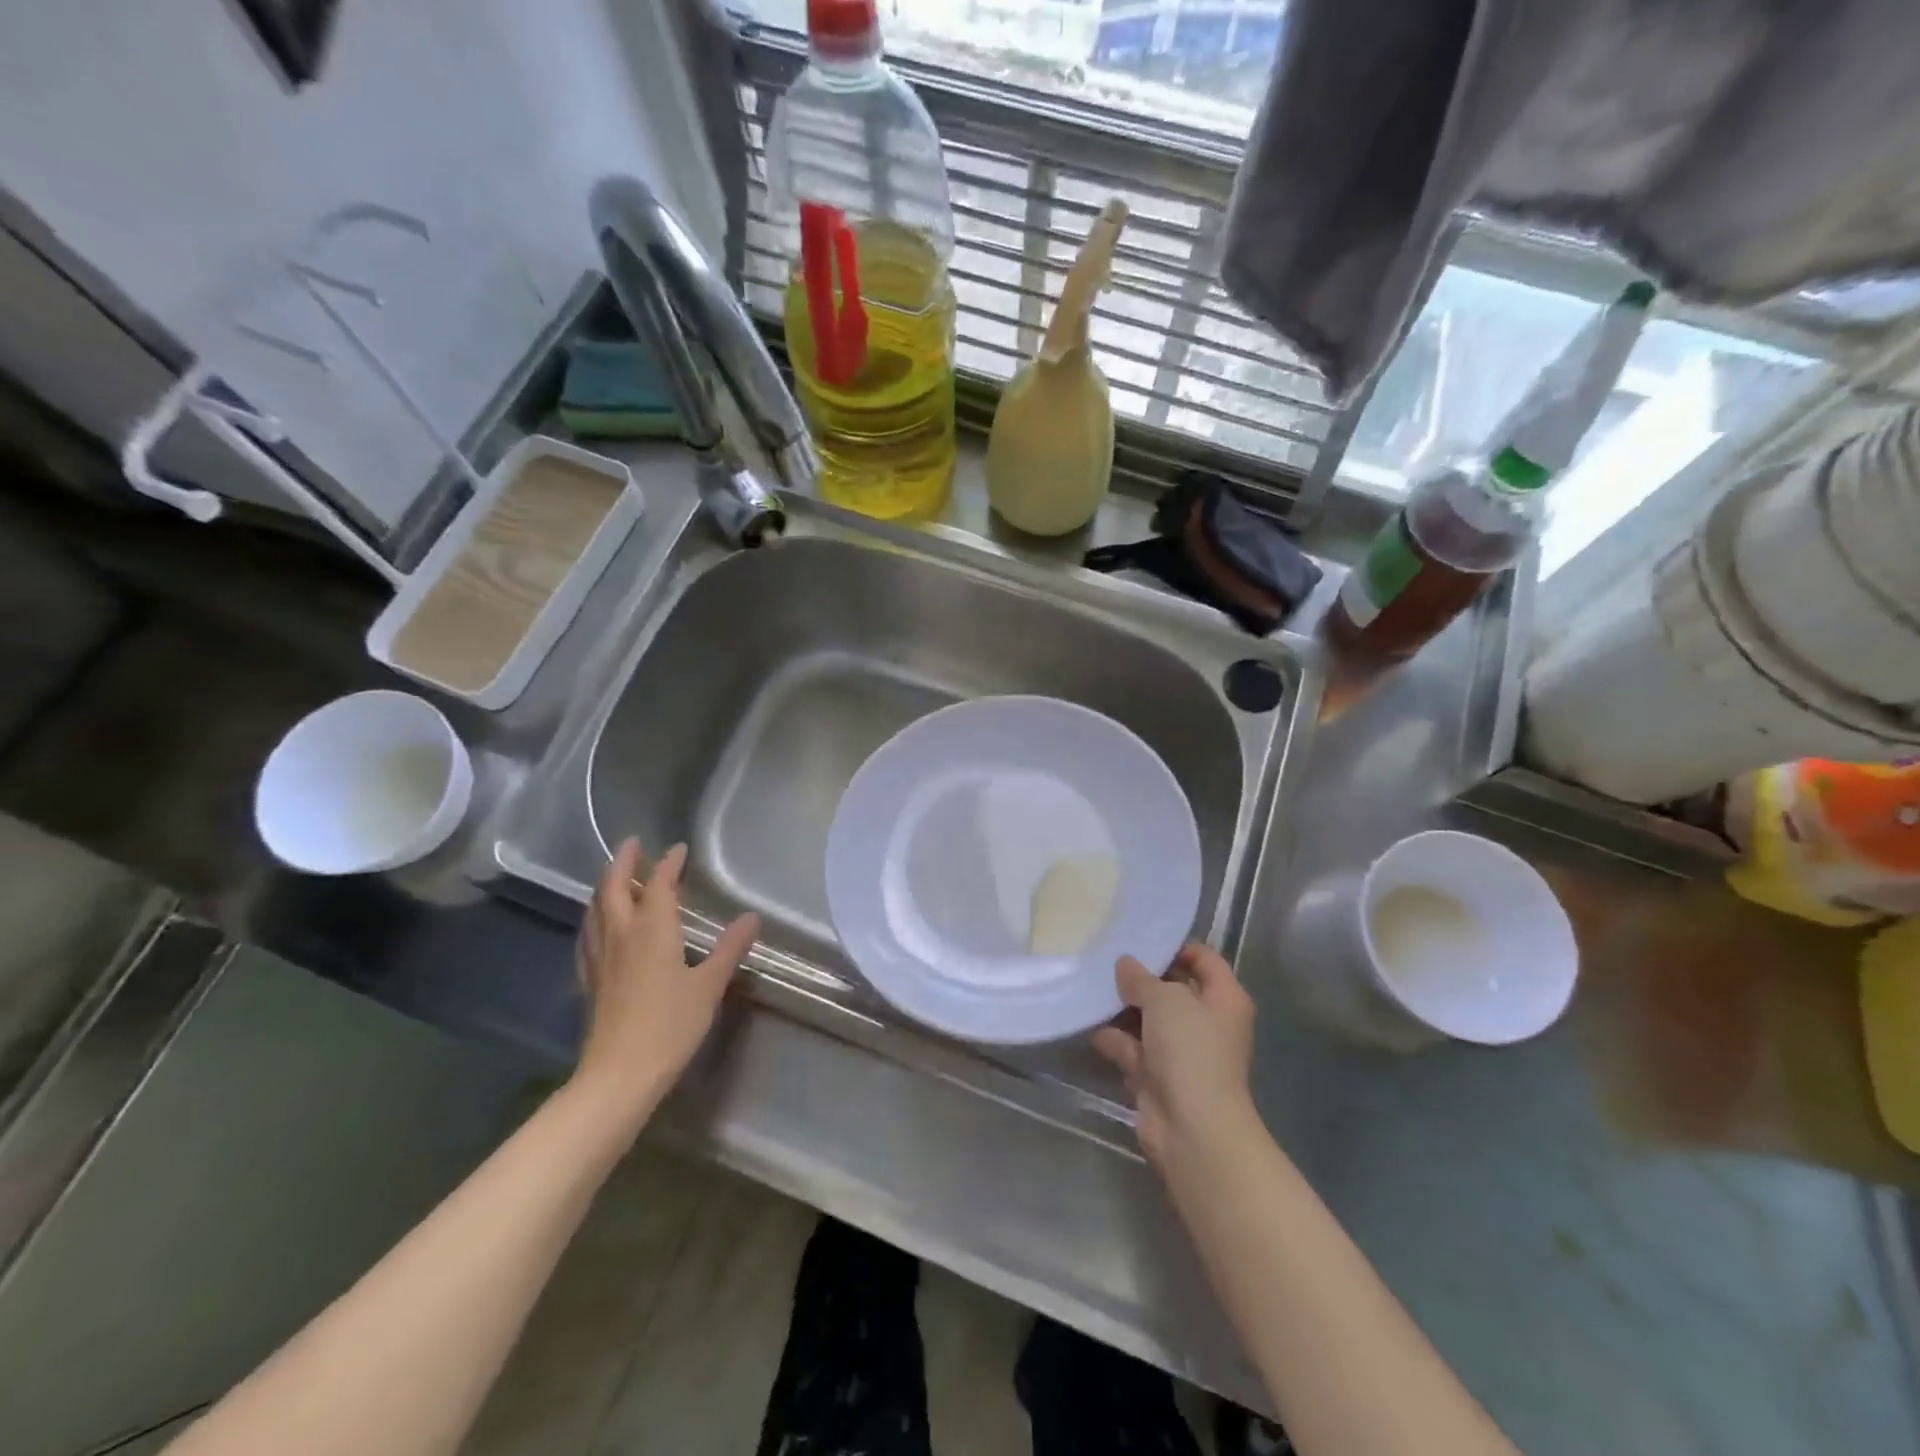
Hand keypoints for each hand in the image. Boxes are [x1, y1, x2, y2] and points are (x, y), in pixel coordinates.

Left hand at [573, 838, 759, 1120]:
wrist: (619, 1075)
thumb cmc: (670, 1026)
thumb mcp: (709, 986)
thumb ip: (729, 949)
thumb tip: (752, 917)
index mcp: (652, 930)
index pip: (659, 885)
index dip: (668, 864)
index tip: (678, 849)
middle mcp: (621, 935)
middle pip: (614, 888)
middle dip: (623, 863)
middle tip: (632, 845)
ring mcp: (600, 957)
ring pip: (596, 909)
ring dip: (605, 886)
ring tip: (616, 877)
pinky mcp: (589, 979)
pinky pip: (589, 934)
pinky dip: (595, 916)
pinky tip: (599, 926)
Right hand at [1092, 943, 1257, 1171]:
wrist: (1193, 1129)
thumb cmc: (1191, 1052)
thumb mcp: (1165, 1000)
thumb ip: (1142, 978)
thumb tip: (1126, 965)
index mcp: (1224, 999)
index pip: (1204, 959)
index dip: (1176, 947)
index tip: (1140, 940)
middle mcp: (1207, 1022)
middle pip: (1173, 989)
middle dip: (1141, 977)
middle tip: (1106, 959)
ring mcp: (1182, 1052)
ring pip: (1149, 1020)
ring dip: (1123, 1008)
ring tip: (1090, 985)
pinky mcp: (1158, 1077)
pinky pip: (1133, 1048)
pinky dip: (1113, 1038)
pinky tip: (1087, 1022)